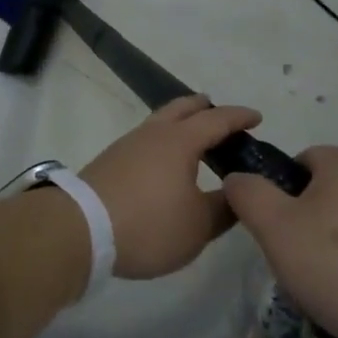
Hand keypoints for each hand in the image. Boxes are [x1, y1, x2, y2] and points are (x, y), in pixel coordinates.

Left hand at [79, 95, 260, 278]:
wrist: (81, 229)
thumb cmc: (149, 225)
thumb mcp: (198, 226)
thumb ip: (224, 208)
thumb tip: (238, 192)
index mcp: (180, 140)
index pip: (216, 119)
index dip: (239, 117)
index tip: (257, 117)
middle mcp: (154, 133)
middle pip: (183, 108)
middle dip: (205, 108)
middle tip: (222, 118)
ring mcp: (128, 144)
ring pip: (161, 121)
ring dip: (181, 123)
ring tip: (194, 141)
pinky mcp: (111, 160)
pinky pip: (146, 138)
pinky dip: (163, 140)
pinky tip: (164, 163)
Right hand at [225, 145, 337, 337]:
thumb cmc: (336, 267)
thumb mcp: (274, 228)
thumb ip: (248, 193)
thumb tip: (237, 177)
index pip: (299, 159)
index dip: (279, 190)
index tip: (274, 227)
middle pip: (322, 190)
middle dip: (302, 219)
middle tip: (292, 256)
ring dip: (328, 242)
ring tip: (320, 280)